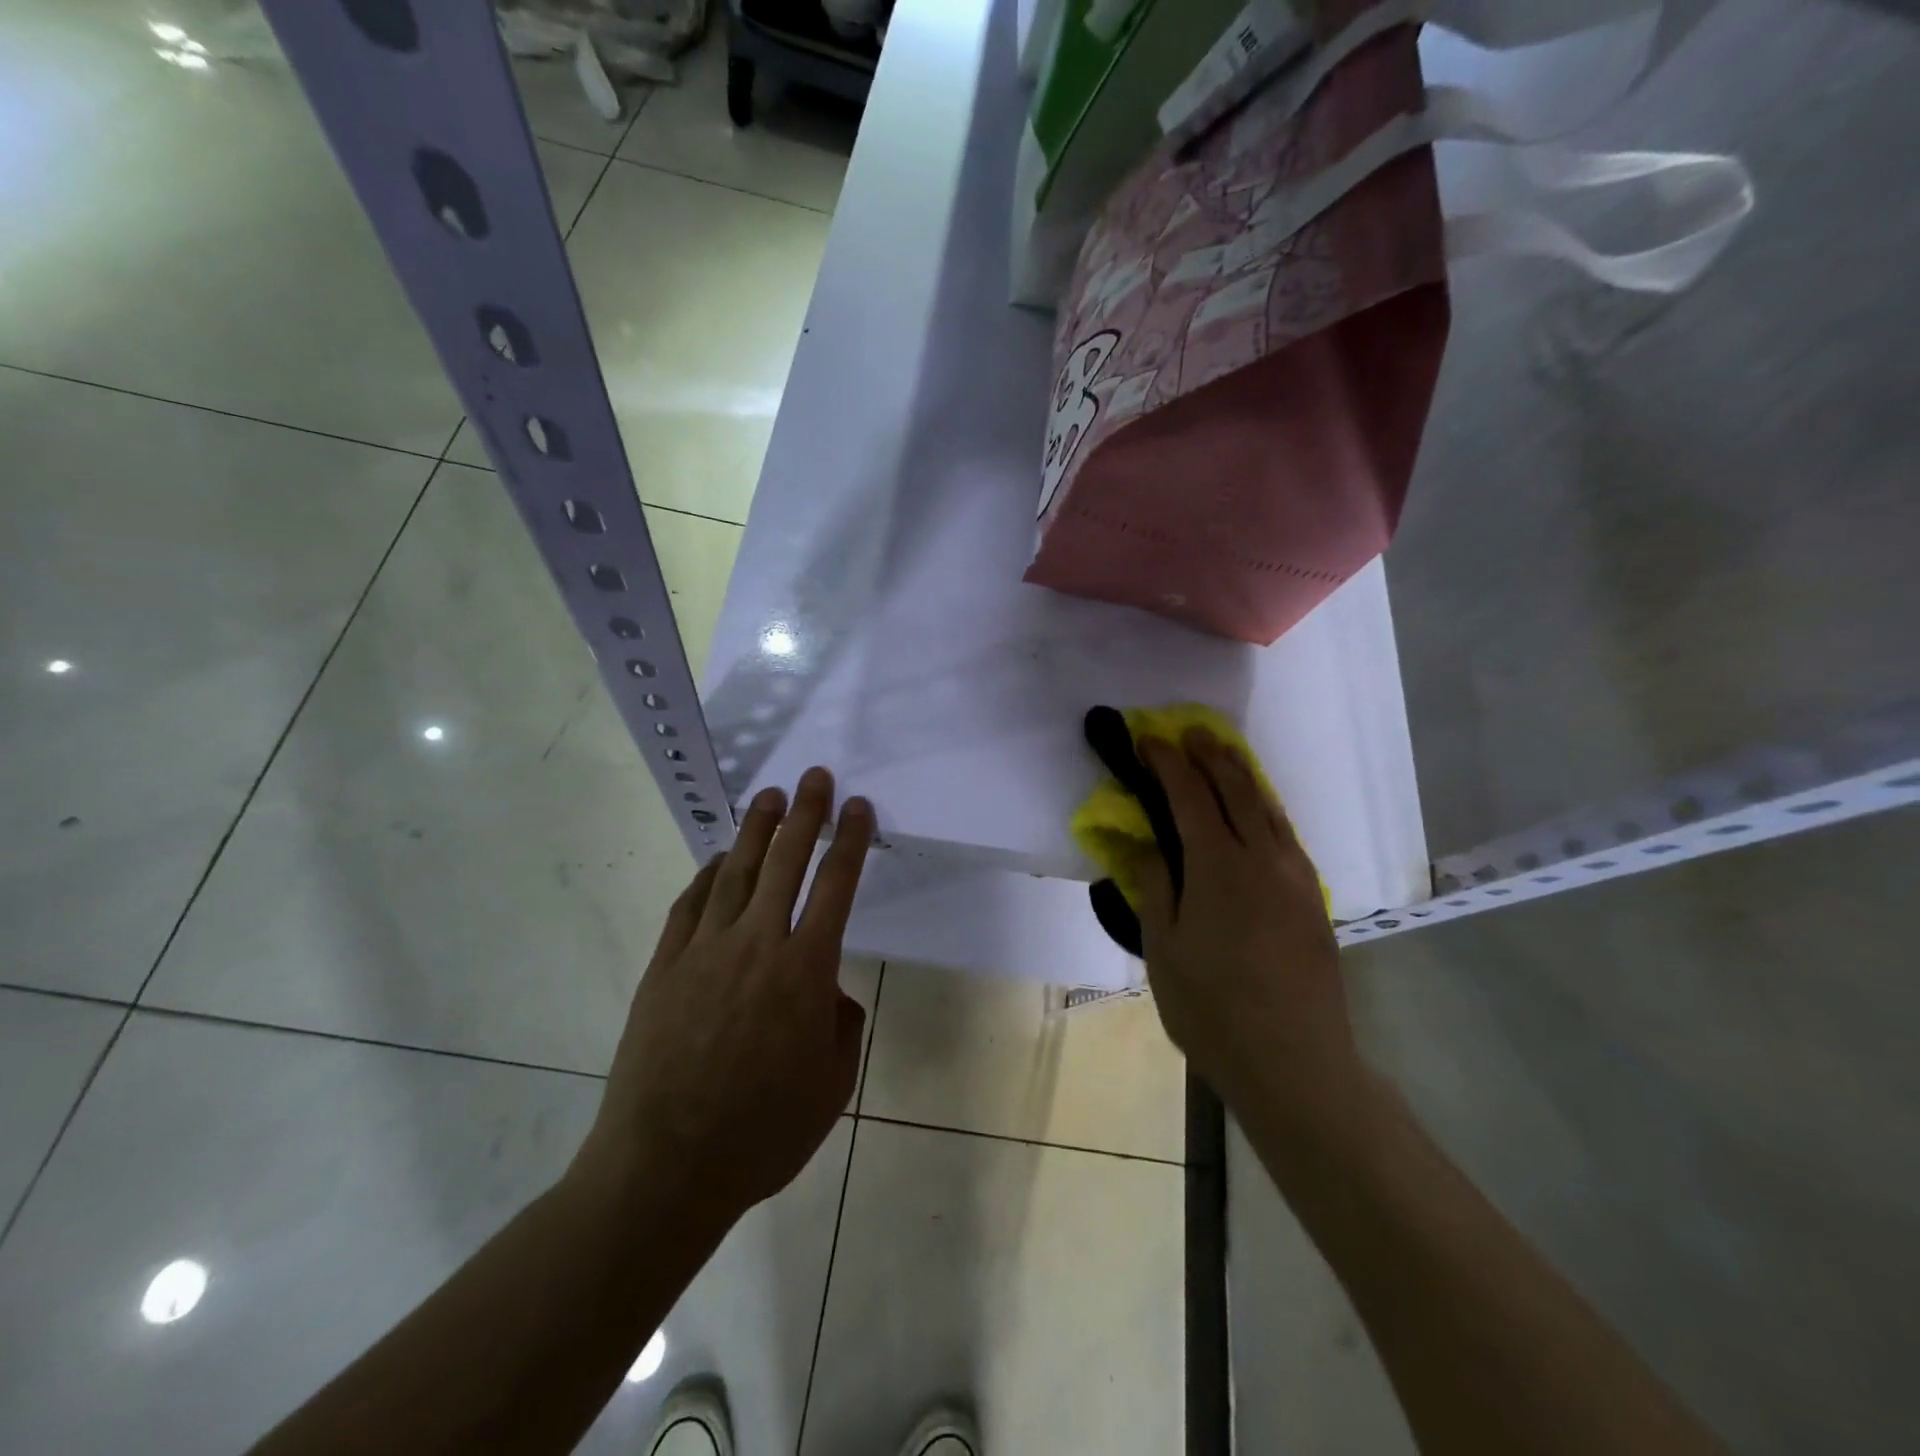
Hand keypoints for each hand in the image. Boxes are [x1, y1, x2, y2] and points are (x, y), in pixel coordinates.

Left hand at [573, 767, 873, 1224]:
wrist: (665, 1168)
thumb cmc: (763, 1133)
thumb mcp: (832, 1086)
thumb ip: (841, 1028)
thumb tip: (829, 996)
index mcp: (805, 970)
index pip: (836, 887)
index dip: (850, 841)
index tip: (858, 807)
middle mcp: (757, 945)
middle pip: (786, 862)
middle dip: (804, 814)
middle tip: (813, 777)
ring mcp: (704, 951)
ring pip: (736, 873)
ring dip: (755, 831)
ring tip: (768, 798)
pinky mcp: (664, 967)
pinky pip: (690, 906)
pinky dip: (707, 876)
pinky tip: (718, 861)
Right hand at [1131, 729, 1366, 1131]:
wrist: (1296, 1063)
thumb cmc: (1213, 1010)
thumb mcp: (1163, 951)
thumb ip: (1156, 887)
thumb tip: (1145, 843)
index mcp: (1219, 868)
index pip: (1190, 797)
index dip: (1167, 764)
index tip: (1148, 741)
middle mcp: (1263, 859)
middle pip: (1236, 789)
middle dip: (1208, 755)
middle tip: (1186, 733)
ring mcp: (1296, 877)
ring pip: (1267, 807)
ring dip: (1241, 773)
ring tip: (1221, 753)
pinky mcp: (1313, 898)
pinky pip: (1285, 833)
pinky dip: (1264, 806)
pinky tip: (1256, 810)